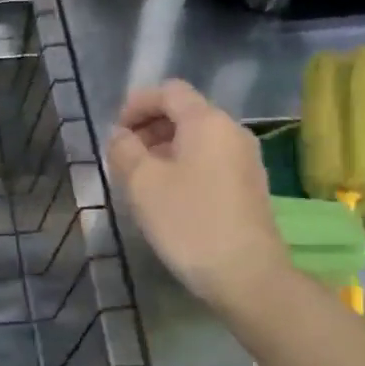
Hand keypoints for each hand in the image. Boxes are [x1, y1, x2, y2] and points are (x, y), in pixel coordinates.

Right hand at [107, 79, 290, 312]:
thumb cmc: (189, 222)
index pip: (169, 91)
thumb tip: (121, 136)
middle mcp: (231, 131)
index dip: (137, 104)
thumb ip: (124, 150)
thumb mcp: (142, 184)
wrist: (246, 274)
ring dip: (164, 149)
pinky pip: (209, 160)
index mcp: (207, 121)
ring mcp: (245, 159)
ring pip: (197, 139)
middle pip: (185, 113)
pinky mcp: (249, 186)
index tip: (115, 133)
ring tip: (140, 181)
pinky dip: (183, 166)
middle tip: (123, 159)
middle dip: (149, 128)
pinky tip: (168, 197)